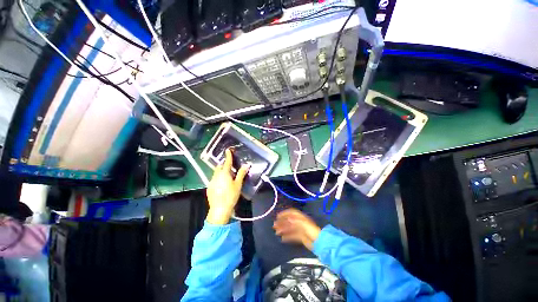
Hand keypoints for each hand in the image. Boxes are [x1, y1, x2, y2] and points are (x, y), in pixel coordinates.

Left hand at [206, 149, 249, 224]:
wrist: (219, 209)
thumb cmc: (231, 195)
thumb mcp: (238, 184)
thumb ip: (241, 174)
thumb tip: (246, 165)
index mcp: (224, 173)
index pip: (227, 162)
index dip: (228, 156)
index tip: (228, 150)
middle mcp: (216, 175)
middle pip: (220, 167)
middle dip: (224, 164)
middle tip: (230, 166)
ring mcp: (211, 181)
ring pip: (216, 173)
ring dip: (221, 172)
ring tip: (227, 176)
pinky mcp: (209, 187)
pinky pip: (214, 179)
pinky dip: (218, 178)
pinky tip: (222, 185)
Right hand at [273, 209, 320, 249]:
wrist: (319, 242)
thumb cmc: (311, 230)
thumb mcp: (304, 224)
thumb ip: (295, 221)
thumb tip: (287, 218)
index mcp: (301, 217)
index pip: (291, 213)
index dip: (285, 213)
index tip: (278, 216)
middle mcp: (299, 222)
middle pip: (289, 221)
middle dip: (282, 222)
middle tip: (275, 225)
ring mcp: (300, 230)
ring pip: (289, 228)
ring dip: (283, 229)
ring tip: (276, 232)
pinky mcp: (300, 237)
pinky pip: (292, 235)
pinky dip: (287, 236)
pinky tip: (282, 238)